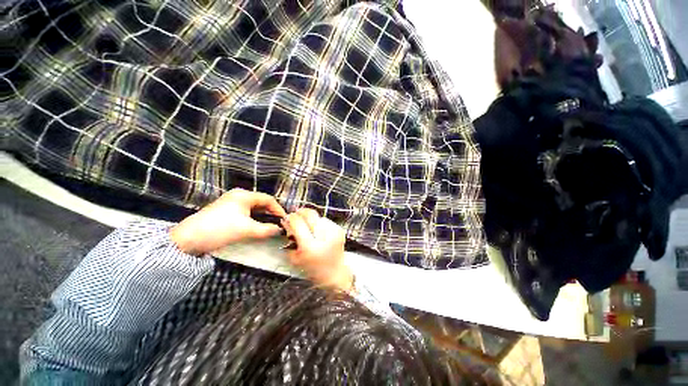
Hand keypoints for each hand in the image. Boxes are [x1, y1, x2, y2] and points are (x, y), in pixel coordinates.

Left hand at [170, 188, 286, 254]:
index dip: (278, 209)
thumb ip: (266, 229)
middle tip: (279, 223)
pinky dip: (254, 217)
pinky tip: (256, 225)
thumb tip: (280, 229)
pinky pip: (246, 211)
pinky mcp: (225, 210)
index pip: (268, 199)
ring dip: (263, 216)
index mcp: (244, 195)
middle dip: (271, 212)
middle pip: (261, 202)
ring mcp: (231, 202)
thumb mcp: (246, 230)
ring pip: (253, 207)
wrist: (188, 239)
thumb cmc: (220, 229)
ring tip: (270, 225)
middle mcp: (238, 195)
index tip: (284, 220)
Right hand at [281, 209, 352, 290]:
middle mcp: (323, 237)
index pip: (297, 223)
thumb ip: (290, 240)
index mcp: (310, 246)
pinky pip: (326, 220)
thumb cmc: (313, 269)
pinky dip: (320, 223)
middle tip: (296, 215)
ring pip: (318, 216)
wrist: (334, 273)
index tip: (287, 218)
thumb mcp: (295, 259)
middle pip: (309, 214)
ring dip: (311, 219)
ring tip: (309, 227)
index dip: (290, 218)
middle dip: (300, 212)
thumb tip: (287, 222)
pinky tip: (319, 231)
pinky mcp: (340, 230)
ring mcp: (333, 232)